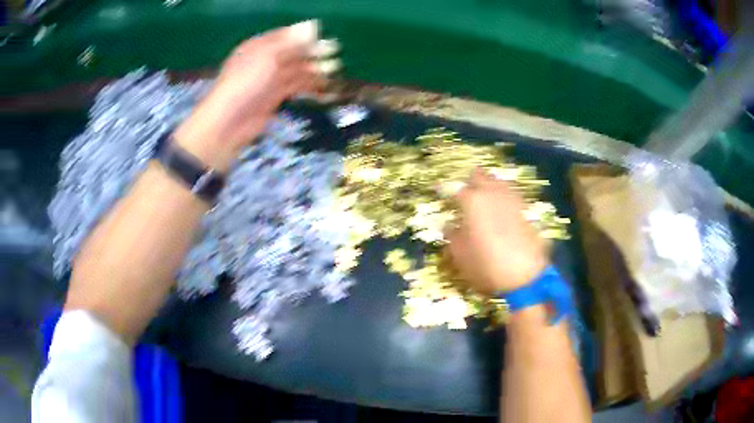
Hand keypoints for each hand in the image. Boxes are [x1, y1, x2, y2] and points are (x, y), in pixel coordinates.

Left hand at [174, 21, 322, 170]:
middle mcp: (263, 60)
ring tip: (334, 70)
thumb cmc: (245, 82)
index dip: (303, 35)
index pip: (284, 36)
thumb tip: (311, 27)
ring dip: (313, 69)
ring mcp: (269, 80)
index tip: (322, 36)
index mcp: (257, 46)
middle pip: (292, 52)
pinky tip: (323, 86)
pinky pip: (294, 87)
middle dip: (312, 52)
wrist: (229, 122)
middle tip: (334, 52)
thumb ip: (290, 42)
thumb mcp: (267, 56)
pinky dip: (309, 86)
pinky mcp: (274, 97)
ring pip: (295, 70)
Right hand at [445, 169, 547, 293]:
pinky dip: (504, 197)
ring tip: (484, 200)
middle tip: (465, 195)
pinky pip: (511, 195)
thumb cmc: (486, 265)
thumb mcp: (460, 256)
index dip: (446, 192)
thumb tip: (449, 225)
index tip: (441, 194)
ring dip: (489, 186)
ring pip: (497, 181)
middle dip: (470, 182)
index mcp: (472, 201)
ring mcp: (512, 199)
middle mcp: (492, 193)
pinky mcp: (526, 209)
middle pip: (479, 175)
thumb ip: (452, 236)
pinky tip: (502, 209)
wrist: (525, 276)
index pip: (455, 189)